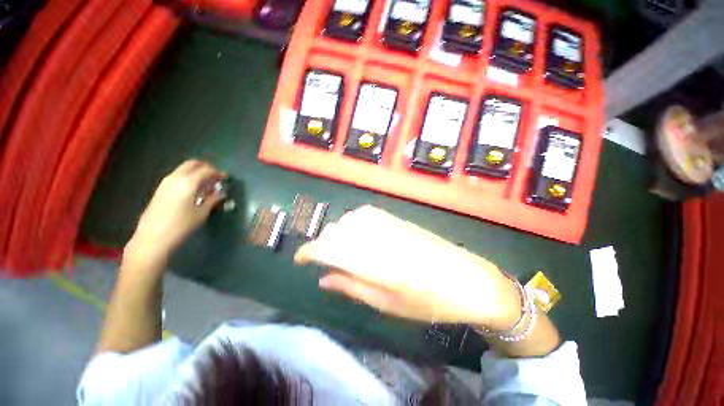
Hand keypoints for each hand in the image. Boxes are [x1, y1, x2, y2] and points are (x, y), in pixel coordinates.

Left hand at [125, 160, 226, 267]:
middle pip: (192, 164)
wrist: (153, 237)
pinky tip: (194, 190)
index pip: (206, 170)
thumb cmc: (181, 225)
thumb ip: (212, 200)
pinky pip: (177, 176)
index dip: (218, 172)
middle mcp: (175, 178)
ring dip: (196, 172)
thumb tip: (220, 193)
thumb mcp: (201, 213)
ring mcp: (166, 183)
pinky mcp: (160, 189)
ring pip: (183, 169)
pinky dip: (188, 178)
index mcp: (188, 182)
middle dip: (206, 167)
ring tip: (206, 184)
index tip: (226, 178)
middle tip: (216, 177)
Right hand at [294, 206, 521, 329]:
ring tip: (344, 250)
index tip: (300, 259)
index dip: (309, 251)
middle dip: (324, 245)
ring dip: (339, 233)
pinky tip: (360, 236)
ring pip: (348, 219)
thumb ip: (351, 286)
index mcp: (373, 262)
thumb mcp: (386, 303)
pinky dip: (353, 224)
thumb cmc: (429, 300)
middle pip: (335, 230)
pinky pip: (364, 214)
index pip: (328, 247)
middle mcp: (377, 236)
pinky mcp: (396, 218)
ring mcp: (388, 223)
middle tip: (327, 261)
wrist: (467, 278)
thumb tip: (323, 278)